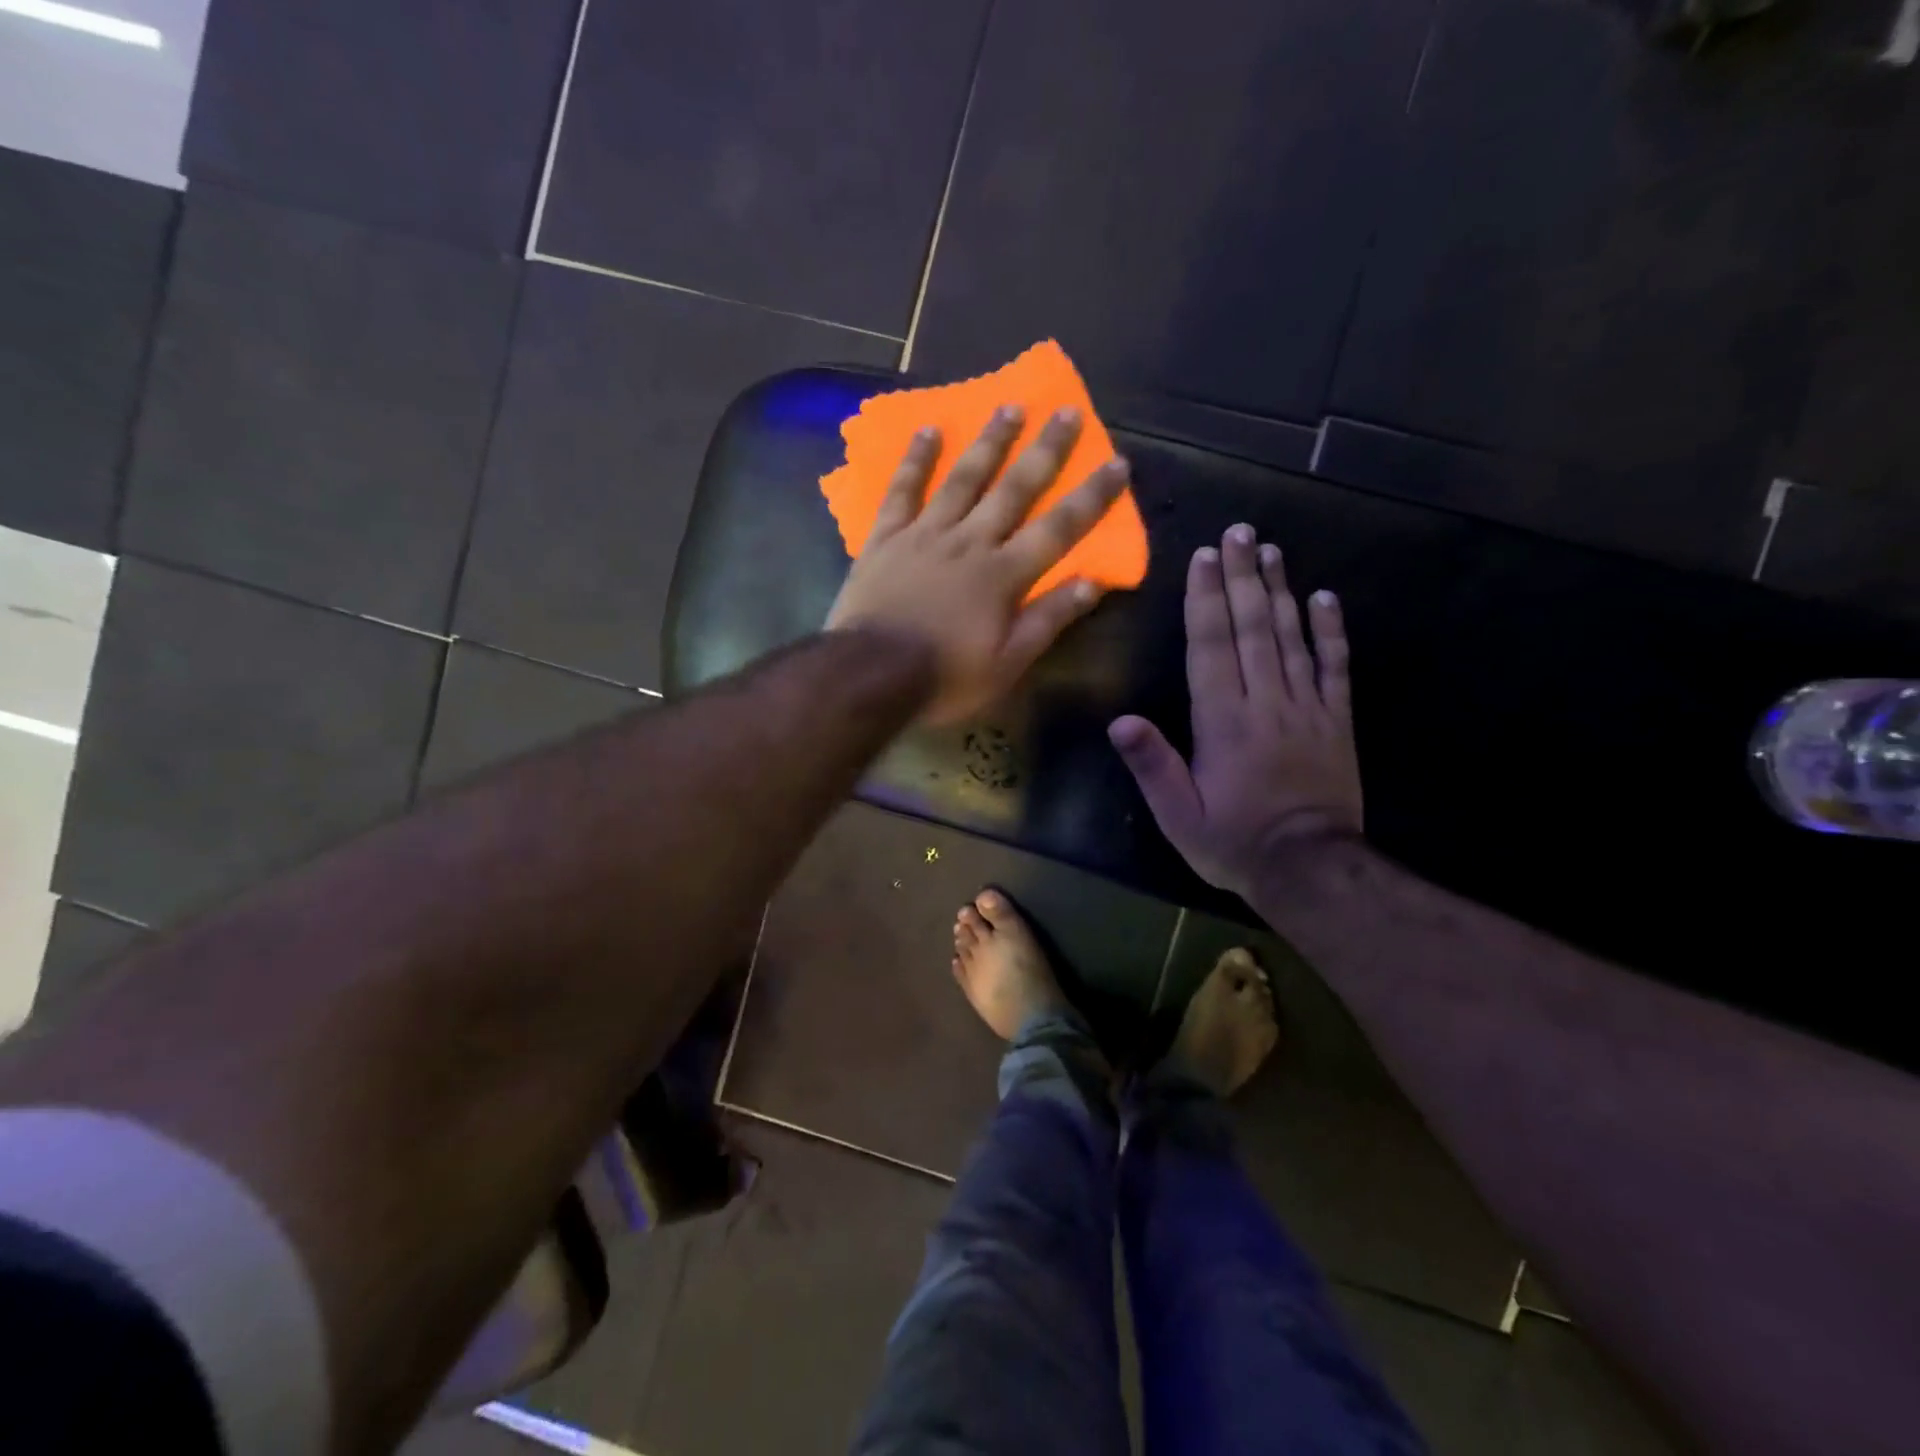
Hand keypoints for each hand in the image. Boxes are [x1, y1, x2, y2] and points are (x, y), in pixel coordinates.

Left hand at [826, 405, 1129, 724]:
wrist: (870, 675)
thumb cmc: (945, 676)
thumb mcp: (1007, 664)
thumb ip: (1047, 620)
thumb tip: (1092, 583)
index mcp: (1004, 575)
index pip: (1059, 529)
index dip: (1091, 497)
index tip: (1118, 463)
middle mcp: (970, 542)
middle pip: (1014, 489)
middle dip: (1045, 450)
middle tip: (1067, 411)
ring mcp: (925, 534)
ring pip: (963, 479)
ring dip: (989, 442)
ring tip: (1009, 407)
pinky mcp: (886, 538)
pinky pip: (902, 491)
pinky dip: (916, 460)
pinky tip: (929, 430)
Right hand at [1108, 524, 1360, 899]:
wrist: (1310, 868)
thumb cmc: (1233, 841)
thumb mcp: (1178, 814)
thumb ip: (1152, 765)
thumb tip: (1120, 720)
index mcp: (1223, 719)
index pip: (1211, 646)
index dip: (1205, 599)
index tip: (1203, 557)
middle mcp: (1265, 701)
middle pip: (1252, 627)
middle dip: (1241, 577)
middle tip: (1238, 533)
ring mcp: (1306, 706)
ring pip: (1291, 636)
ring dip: (1280, 590)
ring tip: (1270, 551)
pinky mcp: (1336, 720)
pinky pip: (1335, 666)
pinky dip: (1331, 630)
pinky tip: (1326, 598)